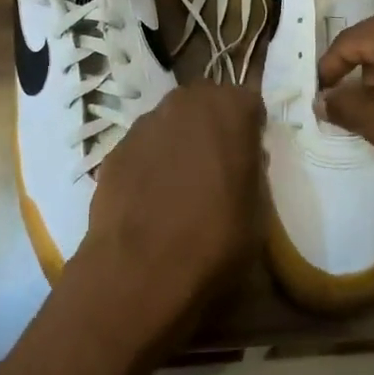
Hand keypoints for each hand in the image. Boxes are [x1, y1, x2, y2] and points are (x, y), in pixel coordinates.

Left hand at [66, 84, 265, 351]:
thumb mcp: (258, 210)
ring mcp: (145, 123)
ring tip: (178, 186)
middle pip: (204, 103)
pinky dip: (147, 164)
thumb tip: (243, 162)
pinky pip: (141, 148)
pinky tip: (148, 200)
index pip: (248, 103)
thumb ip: (252, 172)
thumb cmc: (216, 239)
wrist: (140, 271)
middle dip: (211, 126)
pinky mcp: (114, 149)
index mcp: (231, 110)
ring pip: (169, 122)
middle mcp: (186, 103)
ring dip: (177, 142)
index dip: (249, 128)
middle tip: (215, 165)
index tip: (249, 155)